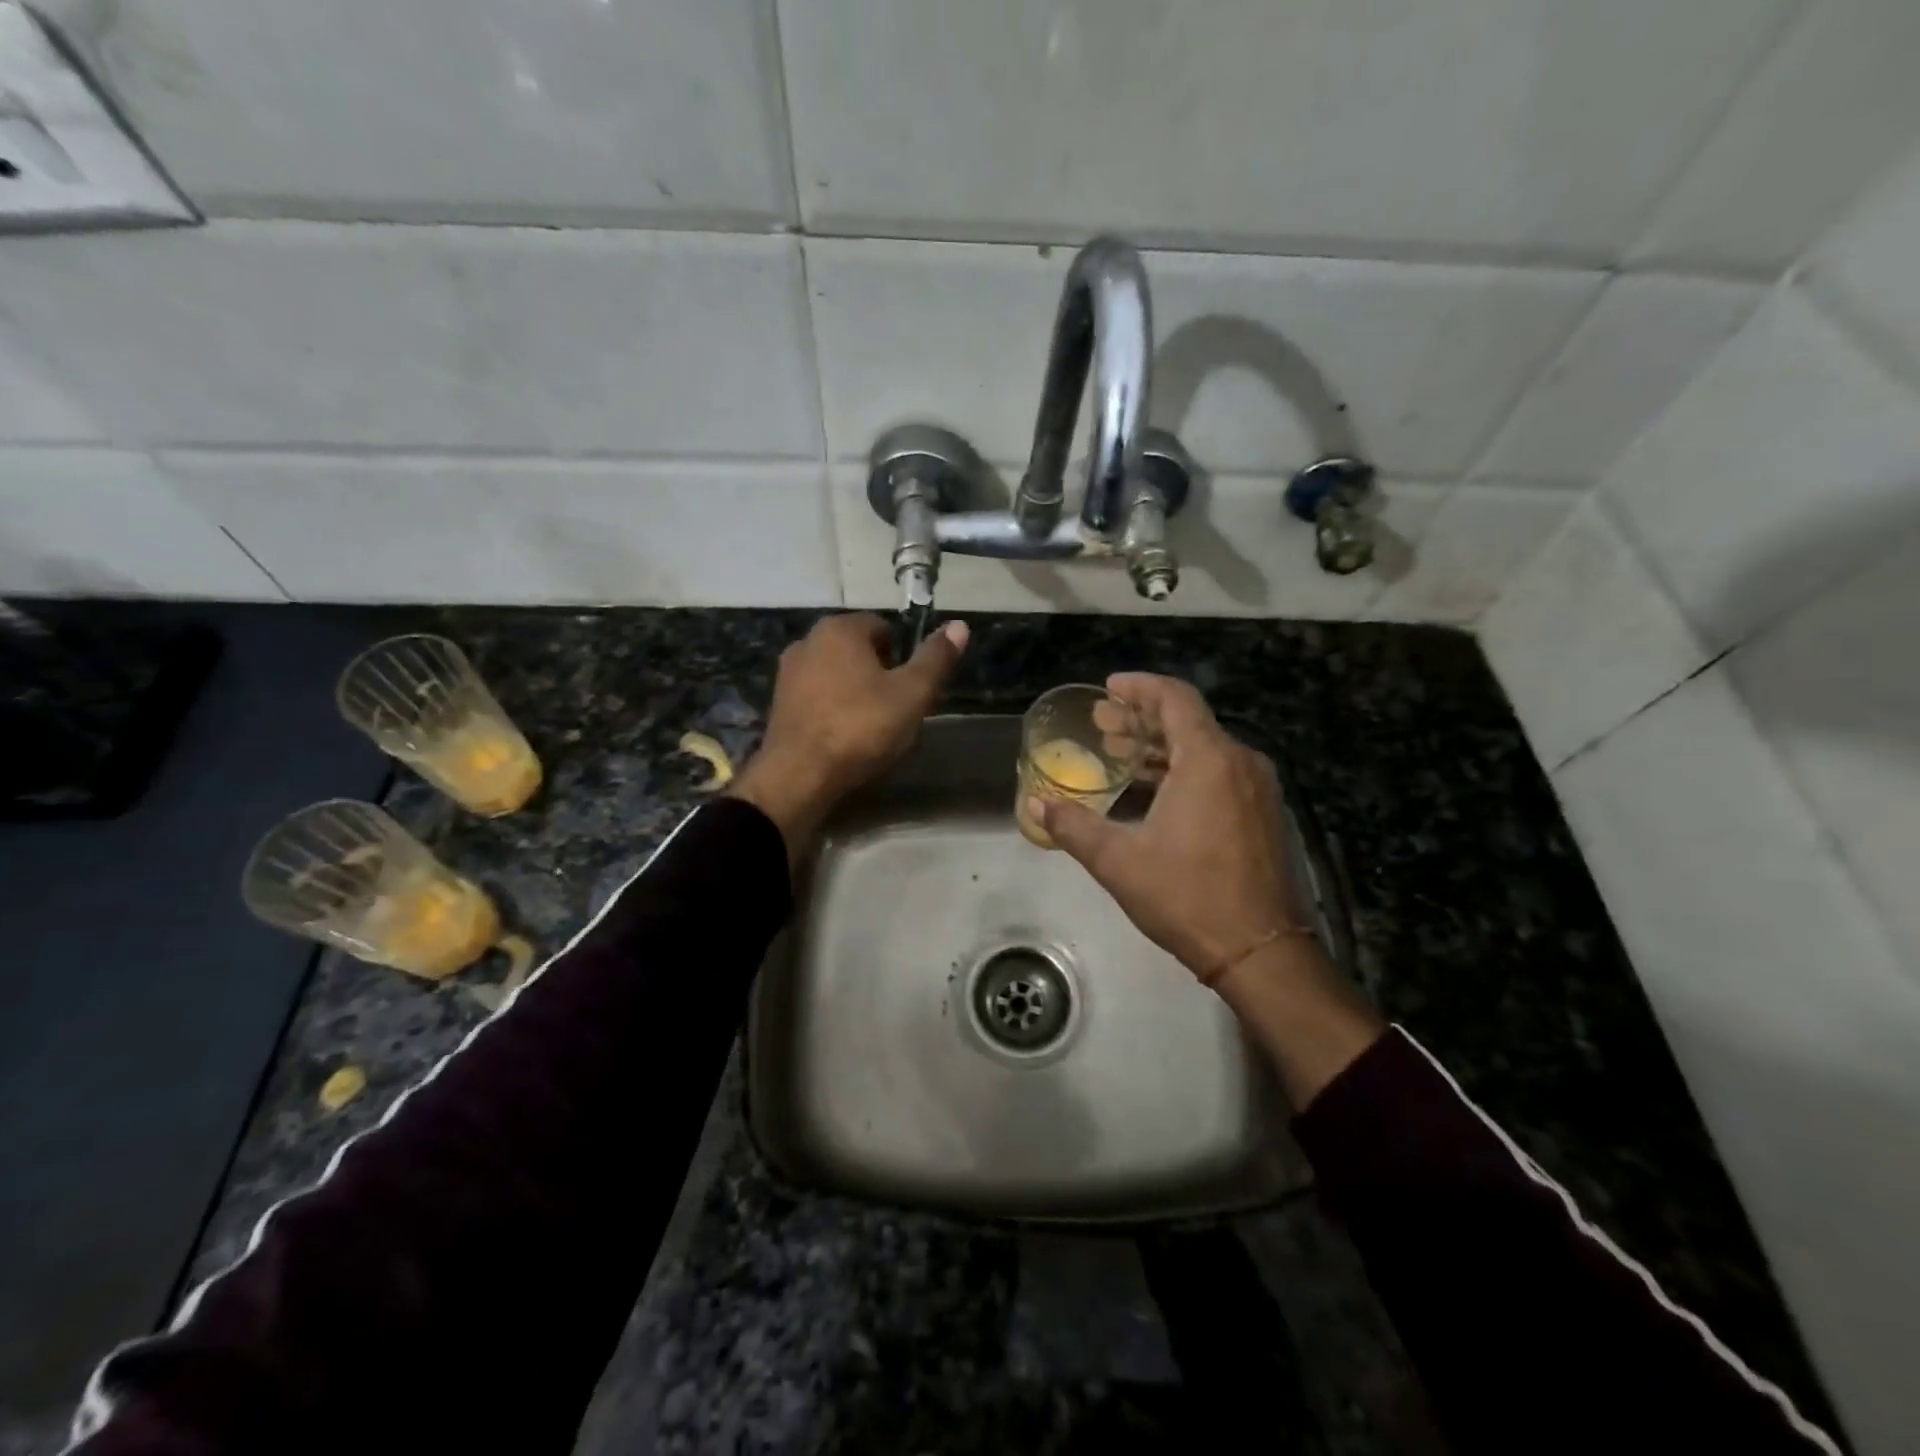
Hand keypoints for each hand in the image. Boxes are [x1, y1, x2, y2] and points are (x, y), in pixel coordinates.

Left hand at [730, 613, 967, 857]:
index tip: (911, 690)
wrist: (799, 776)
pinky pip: (818, 697)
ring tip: (872, 728)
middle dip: (879, 675)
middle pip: (858, 651)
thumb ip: (936, 658)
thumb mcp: (912, 694)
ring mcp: (788, 673)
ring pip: (837, 674)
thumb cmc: (861, 727)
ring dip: (856, 692)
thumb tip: (960, 625)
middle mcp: (808, 641)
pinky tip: (845, 737)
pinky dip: (834, 709)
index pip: (883, 628)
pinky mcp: (778, 703)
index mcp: (840, 629)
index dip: (903, 658)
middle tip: (897, 710)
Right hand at [1034, 673, 1297, 979]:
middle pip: (1189, 721)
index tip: (1108, 689)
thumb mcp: (1118, 861)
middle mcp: (1240, 762)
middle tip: (1103, 725)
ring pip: (1206, 748)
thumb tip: (1037, 806)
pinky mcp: (1264, 814)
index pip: (1175, 698)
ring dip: (1162, 747)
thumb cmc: (1187, 897)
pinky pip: (1221, 772)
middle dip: (1143, 719)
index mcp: (1209, 760)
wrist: (1260, 950)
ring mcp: (1257, 789)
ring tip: (1121, 755)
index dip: (1139, 687)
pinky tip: (1156, 791)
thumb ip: (1074, 826)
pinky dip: (1185, 769)